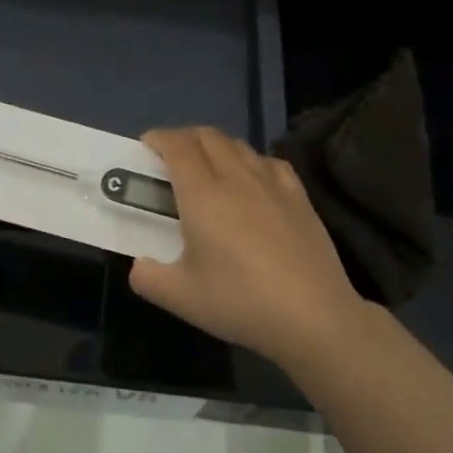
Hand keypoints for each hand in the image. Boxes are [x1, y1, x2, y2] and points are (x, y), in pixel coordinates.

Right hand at [130, 127, 364, 367]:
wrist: (312, 316)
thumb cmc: (239, 302)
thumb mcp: (179, 297)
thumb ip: (147, 277)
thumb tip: (140, 265)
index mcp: (203, 195)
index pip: (177, 146)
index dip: (158, 139)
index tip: (145, 149)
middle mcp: (237, 178)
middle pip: (208, 136)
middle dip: (183, 138)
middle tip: (169, 160)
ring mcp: (273, 184)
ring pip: (239, 145)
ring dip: (215, 147)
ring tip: (206, 170)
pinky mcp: (300, 197)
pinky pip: (269, 162)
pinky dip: (250, 161)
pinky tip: (251, 182)